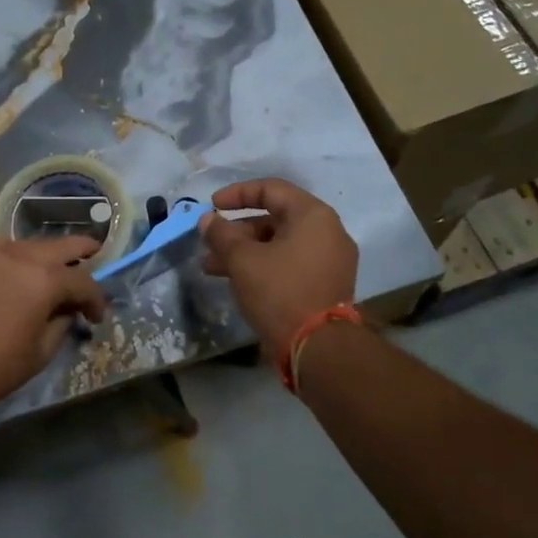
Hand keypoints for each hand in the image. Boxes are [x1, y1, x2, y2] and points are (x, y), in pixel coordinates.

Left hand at [0, 235, 107, 415]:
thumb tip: (68, 311)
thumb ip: (62, 323)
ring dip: (46, 256)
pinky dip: (10, 252)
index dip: (96, 299)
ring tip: (51, 273)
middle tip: (94, 259)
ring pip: (29, 244)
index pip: (83, 281)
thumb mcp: (42, 351)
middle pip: (61, 246)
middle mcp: (20, 256)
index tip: (97, 316)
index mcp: (44, 280)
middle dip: (82, 254)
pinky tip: (11, 265)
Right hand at [202, 179, 357, 360]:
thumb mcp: (243, 260)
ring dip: (245, 252)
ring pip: (279, 245)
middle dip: (236, 231)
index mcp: (313, 216)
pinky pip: (289, 264)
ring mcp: (330, 261)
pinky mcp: (325, 285)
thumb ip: (222, 234)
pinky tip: (236, 281)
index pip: (272, 189)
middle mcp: (328, 232)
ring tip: (211, 268)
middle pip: (275, 219)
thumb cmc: (280, 291)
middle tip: (209, 244)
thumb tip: (207, 220)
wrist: (319, 348)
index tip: (212, 206)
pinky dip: (263, 266)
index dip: (237, 194)